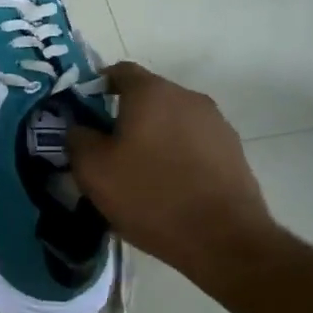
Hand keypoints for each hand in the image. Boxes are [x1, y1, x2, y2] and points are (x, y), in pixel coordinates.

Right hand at [67, 62, 279, 283]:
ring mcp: (216, 123)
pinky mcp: (234, 151)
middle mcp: (187, 97)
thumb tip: (80, 128)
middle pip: (148, 96)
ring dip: (154, 136)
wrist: (224, 240)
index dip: (97, 87)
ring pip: (172, 120)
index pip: (119, 71)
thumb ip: (78, 138)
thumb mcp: (93, 170)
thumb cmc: (150, 196)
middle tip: (107, 148)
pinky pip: (194, 143)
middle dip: (125, 115)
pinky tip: (169, 187)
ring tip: (139, 172)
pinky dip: (177, 155)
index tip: (84, 112)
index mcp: (151, 92)